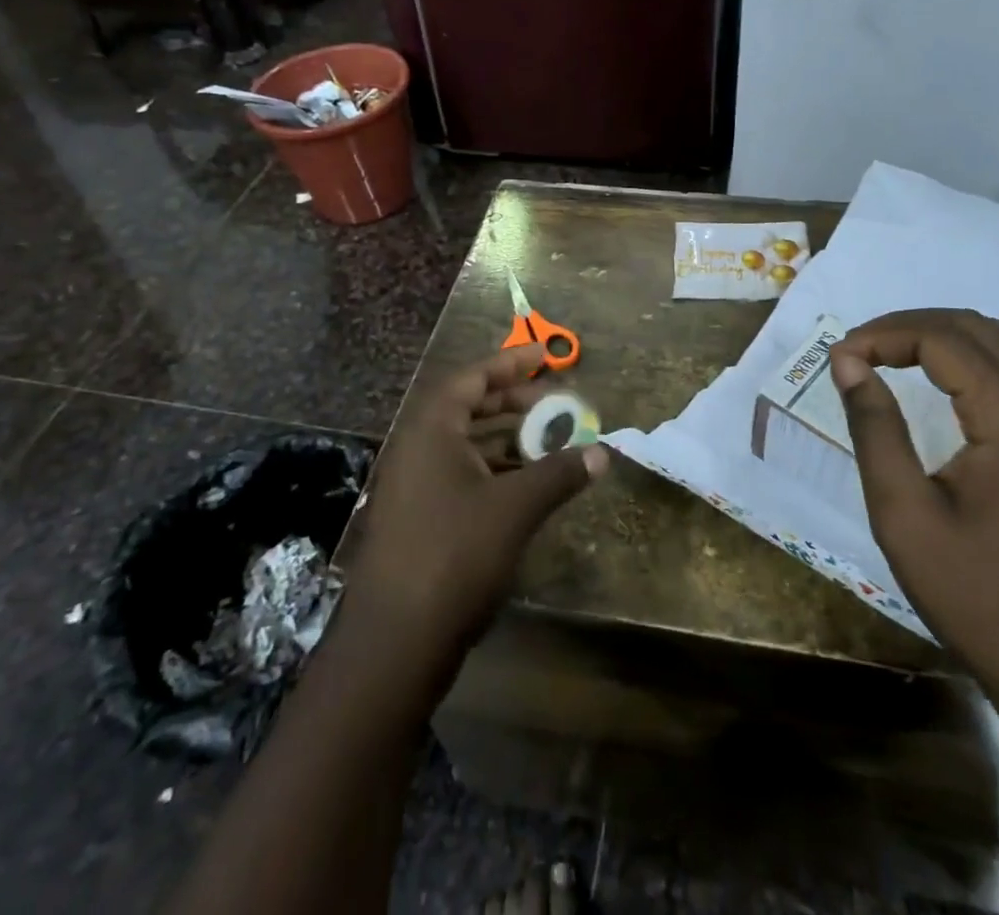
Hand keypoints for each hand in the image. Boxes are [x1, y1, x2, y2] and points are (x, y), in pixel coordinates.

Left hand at [341, 344, 607, 676]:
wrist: (395, 640)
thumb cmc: (454, 554)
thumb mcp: (515, 507)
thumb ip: (559, 473)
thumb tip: (603, 453)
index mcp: (431, 429)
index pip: (472, 377)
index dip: (510, 364)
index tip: (545, 357)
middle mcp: (417, 447)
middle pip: (467, 406)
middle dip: (512, 400)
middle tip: (553, 402)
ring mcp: (414, 484)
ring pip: (465, 443)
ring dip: (506, 437)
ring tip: (548, 440)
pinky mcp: (418, 517)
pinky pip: (460, 474)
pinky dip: (493, 469)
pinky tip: (525, 484)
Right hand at [831, 310, 998, 798]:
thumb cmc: (979, 597)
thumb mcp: (904, 515)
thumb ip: (875, 428)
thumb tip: (848, 361)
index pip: (943, 339)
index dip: (884, 335)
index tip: (839, 358)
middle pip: (979, 330)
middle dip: (912, 326)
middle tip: (861, 348)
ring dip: (958, 333)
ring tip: (909, 348)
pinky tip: (978, 381)